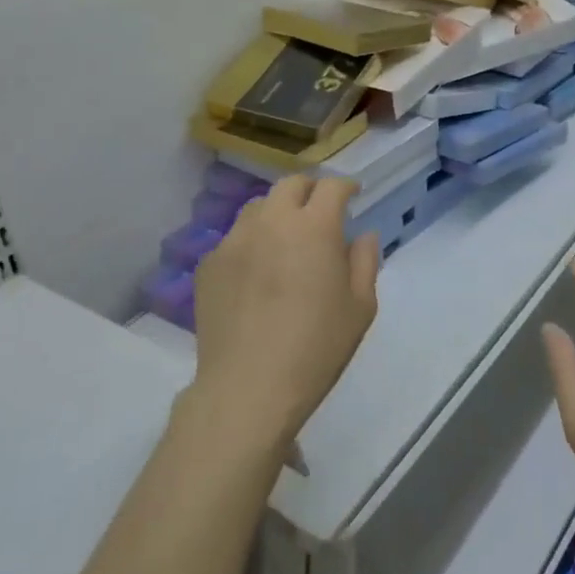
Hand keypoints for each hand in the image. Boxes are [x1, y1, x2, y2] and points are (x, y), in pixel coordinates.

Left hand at [190, 175, 379, 457]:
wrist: (248, 388)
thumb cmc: (316, 348)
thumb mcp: (360, 308)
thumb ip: (365, 261)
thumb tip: (362, 235)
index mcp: (314, 227)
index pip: (331, 187)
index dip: (346, 186)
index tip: (353, 195)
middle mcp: (271, 222)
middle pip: (290, 185)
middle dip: (310, 190)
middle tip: (320, 211)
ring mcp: (234, 240)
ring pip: (258, 208)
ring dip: (277, 213)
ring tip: (285, 239)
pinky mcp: (209, 264)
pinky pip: (234, 239)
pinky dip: (251, 243)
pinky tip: (256, 273)